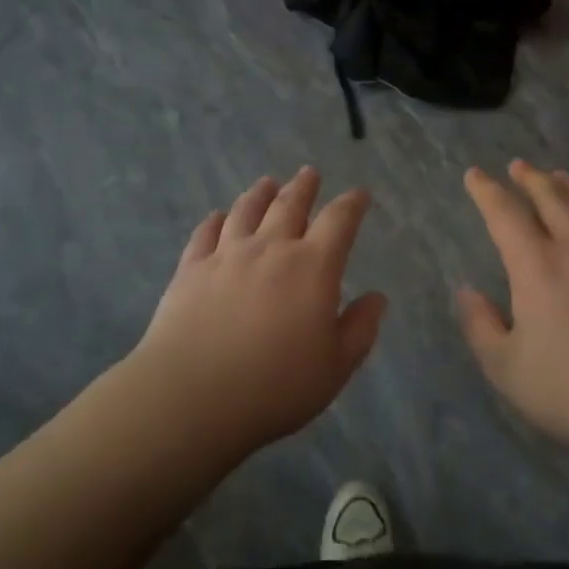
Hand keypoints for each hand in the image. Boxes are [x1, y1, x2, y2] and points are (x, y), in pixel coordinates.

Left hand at [131, 168, 387, 452]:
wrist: (193, 396)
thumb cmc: (276, 386)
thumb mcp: (336, 366)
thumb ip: (360, 328)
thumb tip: (377, 298)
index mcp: (312, 266)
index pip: (339, 221)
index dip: (352, 204)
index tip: (359, 194)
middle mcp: (270, 248)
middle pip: (289, 204)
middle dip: (304, 187)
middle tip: (310, 173)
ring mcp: (226, 255)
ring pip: (246, 211)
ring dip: (260, 194)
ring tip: (267, 183)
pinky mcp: (190, 270)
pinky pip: (205, 234)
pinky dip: (215, 220)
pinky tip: (217, 217)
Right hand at [458, 160, 568, 463]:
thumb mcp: (506, 368)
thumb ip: (481, 326)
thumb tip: (467, 291)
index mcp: (538, 267)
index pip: (506, 215)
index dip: (487, 191)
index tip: (475, 174)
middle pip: (553, 199)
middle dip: (531, 179)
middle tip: (519, 166)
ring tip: (561, 176)